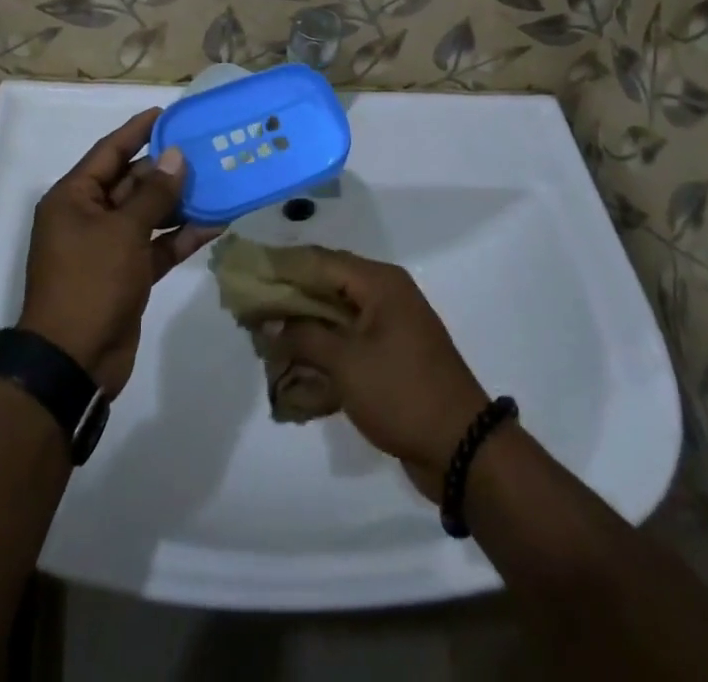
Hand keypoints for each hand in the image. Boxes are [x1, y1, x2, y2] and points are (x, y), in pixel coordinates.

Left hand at [17, 108, 221, 397]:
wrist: (74, 362)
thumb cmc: (90, 282)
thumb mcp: (123, 232)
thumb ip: (154, 194)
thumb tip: (176, 157)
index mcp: (74, 198)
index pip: (109, 152)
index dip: (138, 130)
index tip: (168, 113)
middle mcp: (89, 217)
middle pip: (132, 182)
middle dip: (167, 169)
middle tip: (206, 150)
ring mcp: (108, 247)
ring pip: (148, 214)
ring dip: (179, 202)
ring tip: (218, 182)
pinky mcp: (128, 274)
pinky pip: (157, 245)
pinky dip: (181, 236)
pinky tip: (216, 223)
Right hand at [266, 250, 490, 498]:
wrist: (462, 448)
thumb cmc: (402, 393)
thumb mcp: (346, 362)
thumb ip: (304, 335)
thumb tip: (269, 321)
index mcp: (379, 282)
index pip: (320, 260)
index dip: (282, 266)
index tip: (246, 275)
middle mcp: (385, 293)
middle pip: (327, 283)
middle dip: (289, 297)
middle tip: (251, 311)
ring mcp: (389, 325)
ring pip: (335, 313)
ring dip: (303, 325)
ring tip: (265, 339)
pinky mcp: (390, 354)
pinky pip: (348, 340)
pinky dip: (322, 348)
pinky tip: (295, 366)